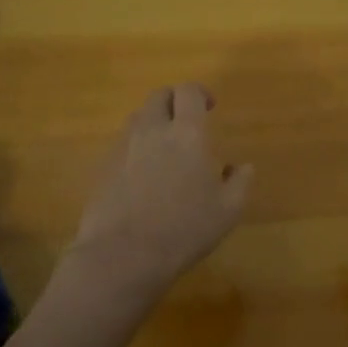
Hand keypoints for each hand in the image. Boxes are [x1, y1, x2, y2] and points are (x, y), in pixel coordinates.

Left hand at [65, 84, 253, 311]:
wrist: (123, 255)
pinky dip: (136, 148)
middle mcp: (152, 130)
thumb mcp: (227, 211)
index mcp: (187, 133)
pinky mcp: (104, 168)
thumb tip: (243, 167)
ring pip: (138, 118)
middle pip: (159, 96)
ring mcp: (124, 148)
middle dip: (174, 101)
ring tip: (165, 147)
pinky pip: (123, 145)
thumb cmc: (184, 229)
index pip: (188, 91)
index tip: (210, 106)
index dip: (200, 93)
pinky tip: (144, 175)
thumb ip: (240, 182)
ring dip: (153, 122)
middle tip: (186, 122)